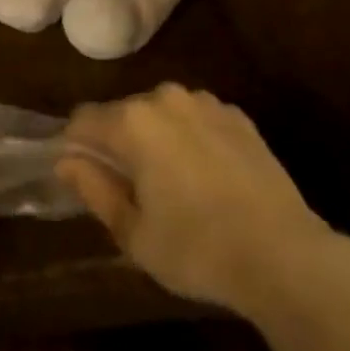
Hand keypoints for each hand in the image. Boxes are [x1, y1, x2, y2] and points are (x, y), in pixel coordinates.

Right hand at [59, 84, 333, 317]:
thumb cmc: (197, 249)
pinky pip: (196, 119)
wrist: (283, 253)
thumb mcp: (134, 234)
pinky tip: (206, 178)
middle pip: (123, 113)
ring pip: (161, 113)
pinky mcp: (237, 115)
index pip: (83, 120)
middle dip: (117, 143)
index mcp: (133, 122)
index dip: (74, 147)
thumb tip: (66, 161)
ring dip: (155, 138)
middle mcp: (165, 97)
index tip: (81, 177)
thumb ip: (94, 189)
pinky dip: (189, 139)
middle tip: (128, 190)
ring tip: (170, 185)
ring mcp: (205, 102)